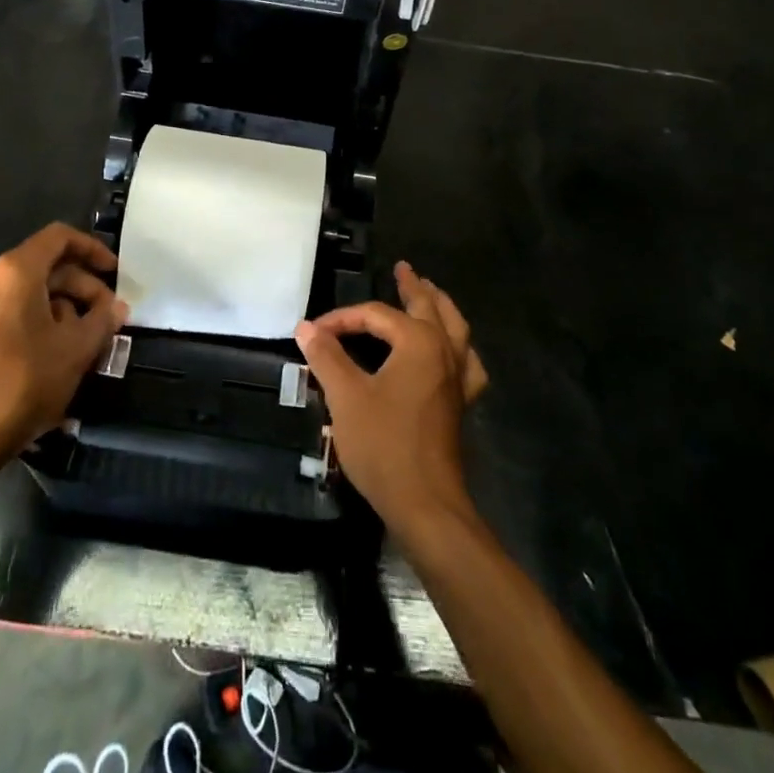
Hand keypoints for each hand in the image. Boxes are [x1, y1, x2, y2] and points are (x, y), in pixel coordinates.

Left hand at [0, 224, 127, 461]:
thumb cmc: (23, 382)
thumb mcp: (76, 350)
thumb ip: (102, 320)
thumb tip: (117, 307)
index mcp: (16, 271)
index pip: (59, 238)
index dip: (92, 249)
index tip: (115, 273)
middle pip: (46, 267)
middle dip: (82, 288)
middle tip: (107, 317)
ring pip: (30, 293)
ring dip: (63, 309)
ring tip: (88, 342)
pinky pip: (12, 312)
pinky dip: (40, 322)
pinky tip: (58, 355)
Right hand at [295, 263, 488, 537]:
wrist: (425, 504)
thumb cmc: (384, 444)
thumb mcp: (346, 396)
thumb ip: (327, 357)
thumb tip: (306, 327)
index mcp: (418, 342)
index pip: (376, 316)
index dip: (344, 319)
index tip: (315, 332)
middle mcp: (444, 352)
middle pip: (429, 308)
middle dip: (414, 287)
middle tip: (404, 268)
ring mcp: (457, 379)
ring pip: (456, 330)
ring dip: (441, 308)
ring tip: (431, 293)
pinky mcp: (460, 404)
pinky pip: (467, 363)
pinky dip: (460, 349)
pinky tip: (454, 352)